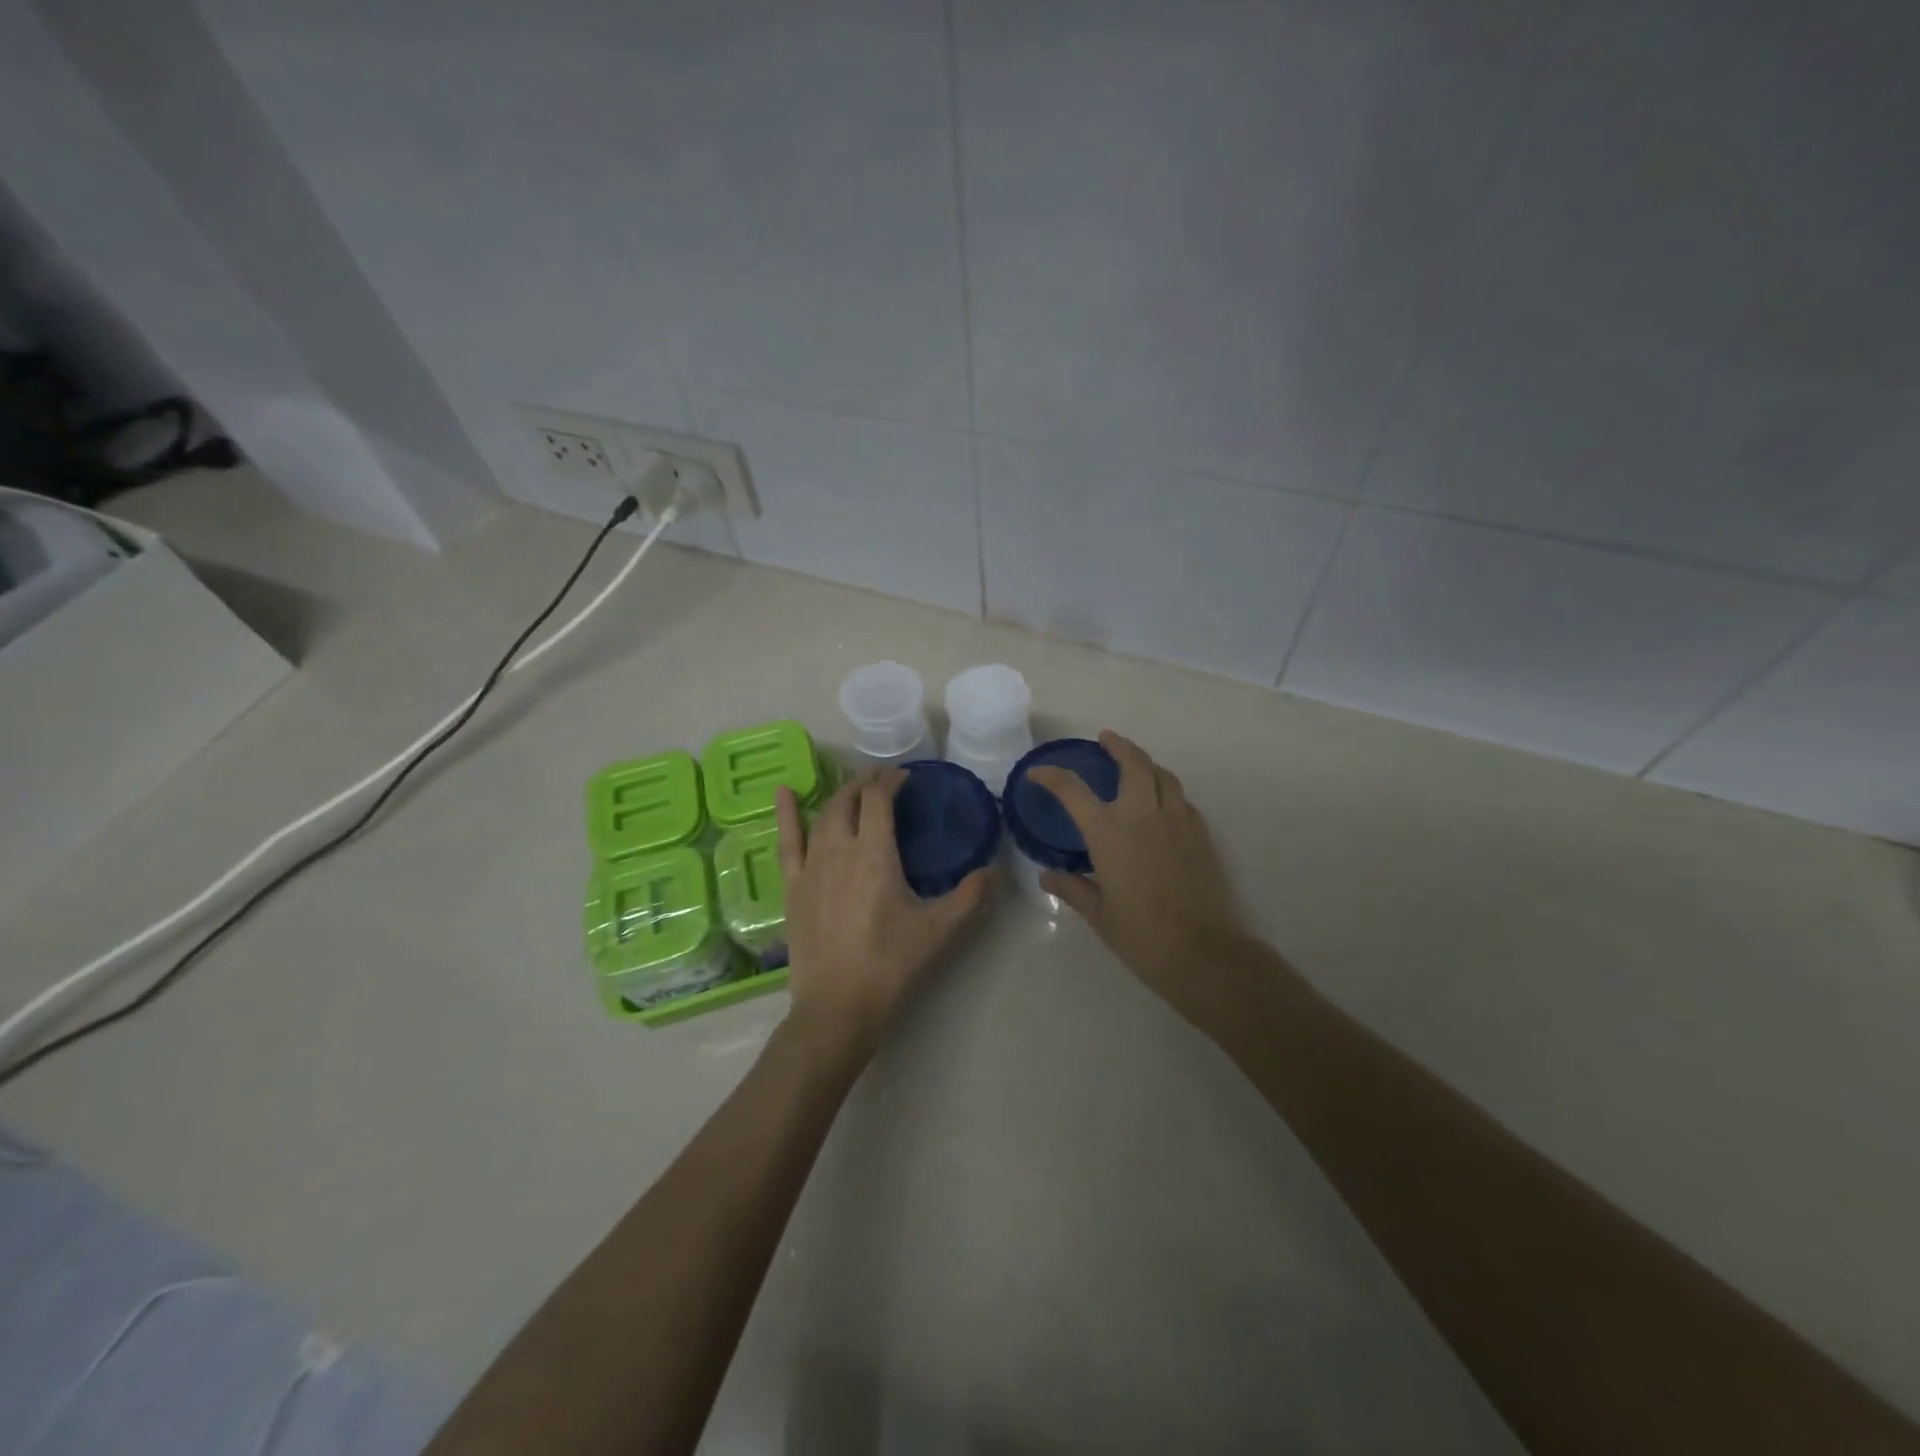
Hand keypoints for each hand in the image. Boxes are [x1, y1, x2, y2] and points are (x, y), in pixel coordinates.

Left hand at [776, 769, 992, 1058]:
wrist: (837, 1006)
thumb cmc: (890, 965)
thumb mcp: (939, 931)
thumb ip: (970, 897)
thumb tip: (994, 871)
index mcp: (875, 854)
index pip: (879, 800)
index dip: (892, 780)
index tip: (907, 777)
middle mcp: (839, 850)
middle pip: (849, 800)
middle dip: (867, 783)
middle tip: (885, 780)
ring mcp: (810, 867)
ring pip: (823, 815)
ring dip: (841, 796)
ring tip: (855, 789)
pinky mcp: (792, 887)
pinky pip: (787, 841)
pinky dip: (786, 814)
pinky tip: (783, 793)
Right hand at [1027, 731, 1247, 1012]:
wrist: (1202, 951)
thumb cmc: (1141, 935)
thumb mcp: (1099, 913)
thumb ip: (1073, 888)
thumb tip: (1048, 876)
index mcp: (1109, 832)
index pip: (1073, 790)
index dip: (1052, 776)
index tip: (1038, 772)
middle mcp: (1143, 815)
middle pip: (1133, 762)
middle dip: (1118, 745)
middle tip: (1105, 740)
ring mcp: (1177, 820)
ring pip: (1163, 775)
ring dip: (1146, 764)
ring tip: (1135, 766)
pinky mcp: (1201, 834)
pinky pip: (1182, 799)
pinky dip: (1167, 791)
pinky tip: (1161, 804)